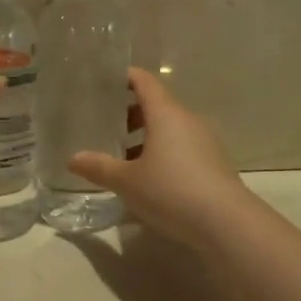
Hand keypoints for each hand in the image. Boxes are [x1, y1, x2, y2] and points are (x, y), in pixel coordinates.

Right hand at [69, 68, 253, 248]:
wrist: (227, 224)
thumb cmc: (172, 191)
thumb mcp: (127, 182)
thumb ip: (99, 167)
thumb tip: (73, 159)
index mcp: (166, 114)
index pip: (145, 82)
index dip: (125, 77)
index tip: (105, 80)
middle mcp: (188, 121)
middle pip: (157, 106)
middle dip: (130, 113)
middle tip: (105, 126)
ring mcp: (205, 142)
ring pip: (170, 129)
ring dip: (146, 137)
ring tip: (123, 157)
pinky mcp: (214, 164)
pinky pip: (182, 148)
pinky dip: (163, 153)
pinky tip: (149, 178)